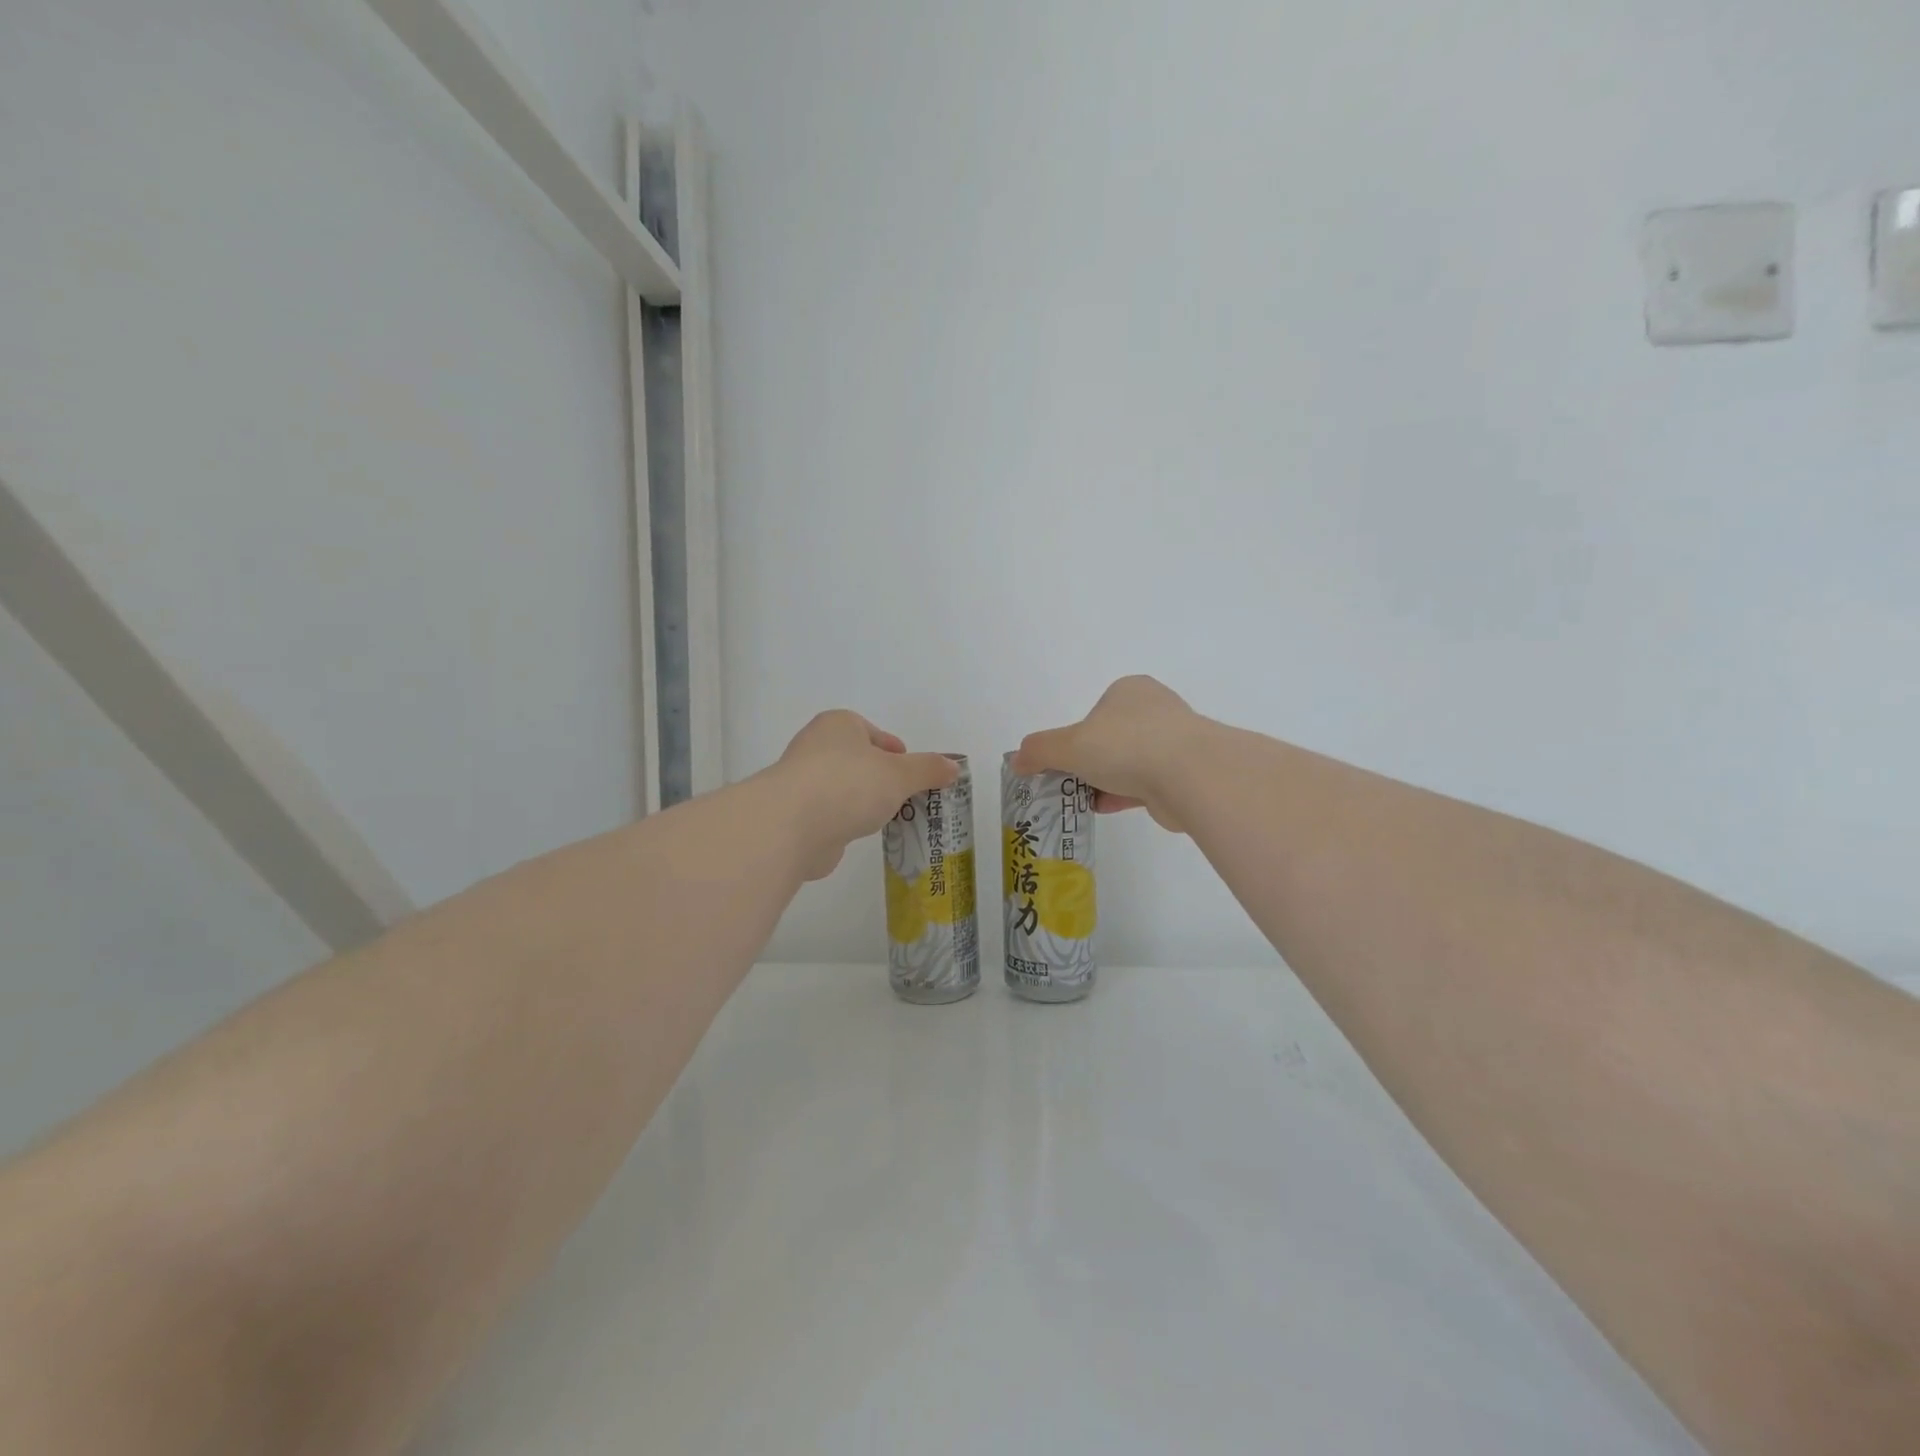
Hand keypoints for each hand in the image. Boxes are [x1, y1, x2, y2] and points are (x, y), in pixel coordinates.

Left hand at [767, 711, 958, 879]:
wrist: (792, 826)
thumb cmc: (849, 785)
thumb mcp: (901, 774)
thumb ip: (928, 769)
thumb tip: (953, 766)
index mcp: (838, 725)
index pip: (872, 733)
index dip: (894, 751)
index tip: (910, 772)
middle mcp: (815, 747)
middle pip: (857, 760)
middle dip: (879, 778)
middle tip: (904, 798)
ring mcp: (801, 781)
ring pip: (842, 788)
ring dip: (861, 801)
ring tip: (885, 820)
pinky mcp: (794, 814)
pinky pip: (828, 814)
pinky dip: (843, 823)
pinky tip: (857, 835)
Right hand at [1013, 676, 1204, 831]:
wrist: (1190, 776)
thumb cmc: (1125, 746)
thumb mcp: (1068, 745)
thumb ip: (1039, 750)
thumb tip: (1016, 760)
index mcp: (1130, 691)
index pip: (1096, 711)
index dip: (1076, 736)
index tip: (1063, 759)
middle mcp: (1155, 711)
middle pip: (1112, 737)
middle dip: (1091, 760)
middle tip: (1068, 782)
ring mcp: (1174, 743)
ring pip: (1130, 762)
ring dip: (1106, 780)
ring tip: (1080, 800)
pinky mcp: (1184, 774)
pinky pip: (1145, 784)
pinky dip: (1122, 795)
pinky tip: (1102, 808)